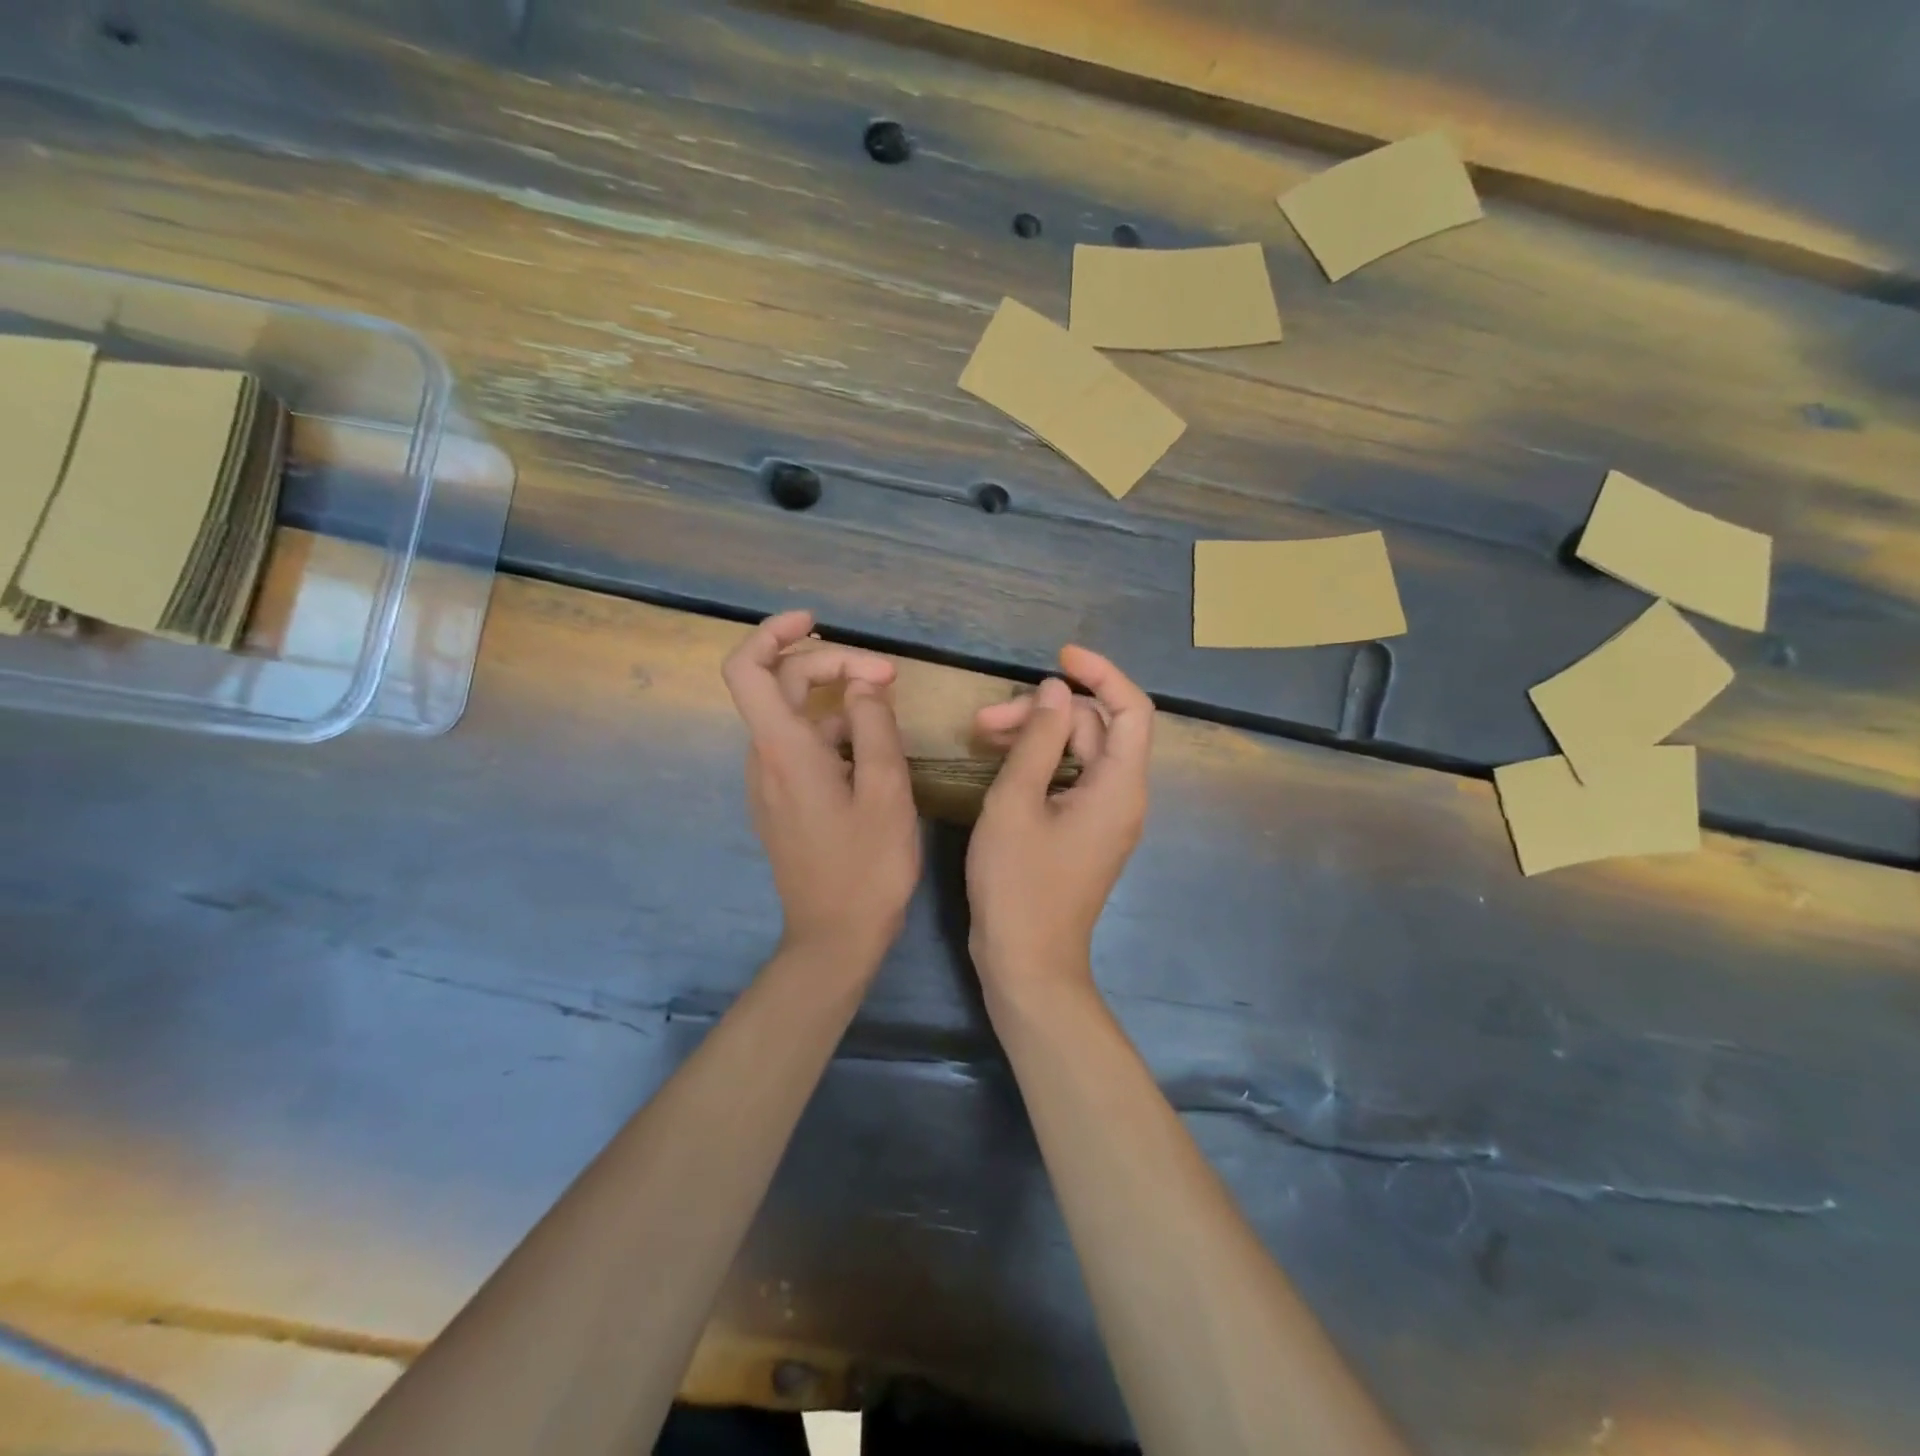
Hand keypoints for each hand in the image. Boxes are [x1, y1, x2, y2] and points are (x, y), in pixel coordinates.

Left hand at [722, 610, 921, 969]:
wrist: (835, 937)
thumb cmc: (866, 867)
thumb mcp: (886, 791)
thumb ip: (874, 726)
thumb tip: (864, 685)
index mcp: (784, 750)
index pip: (749, 669)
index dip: (773, 633)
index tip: (816, 622)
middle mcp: (765, 759)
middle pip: (783, 685)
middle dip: (833, 666)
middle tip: (889, 677)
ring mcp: (770, 782)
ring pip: (795, 716)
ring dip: (836, 697)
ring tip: (888, 705)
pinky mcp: (782, 801)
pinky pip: (801, 746)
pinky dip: (833, 730)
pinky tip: (872, 746)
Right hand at [967, 646, 1153, 989]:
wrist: (1027, 963)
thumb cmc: (1018, 884)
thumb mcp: (1017, 803)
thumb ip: (1039, 740)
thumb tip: (1056, 691)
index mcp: (1119, 786)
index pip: (1131, 708)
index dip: (1102, 673)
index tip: (1059, 657)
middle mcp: (1122, 796)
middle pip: (1094, 729)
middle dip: (1043, 713)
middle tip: (984, 720)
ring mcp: (1104, 817)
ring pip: (1078, 753)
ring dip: (1036, 737)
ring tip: (981, 735)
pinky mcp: (1083, 832)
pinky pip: (1069, 780)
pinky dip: (1040, 764)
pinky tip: (1001, 762)